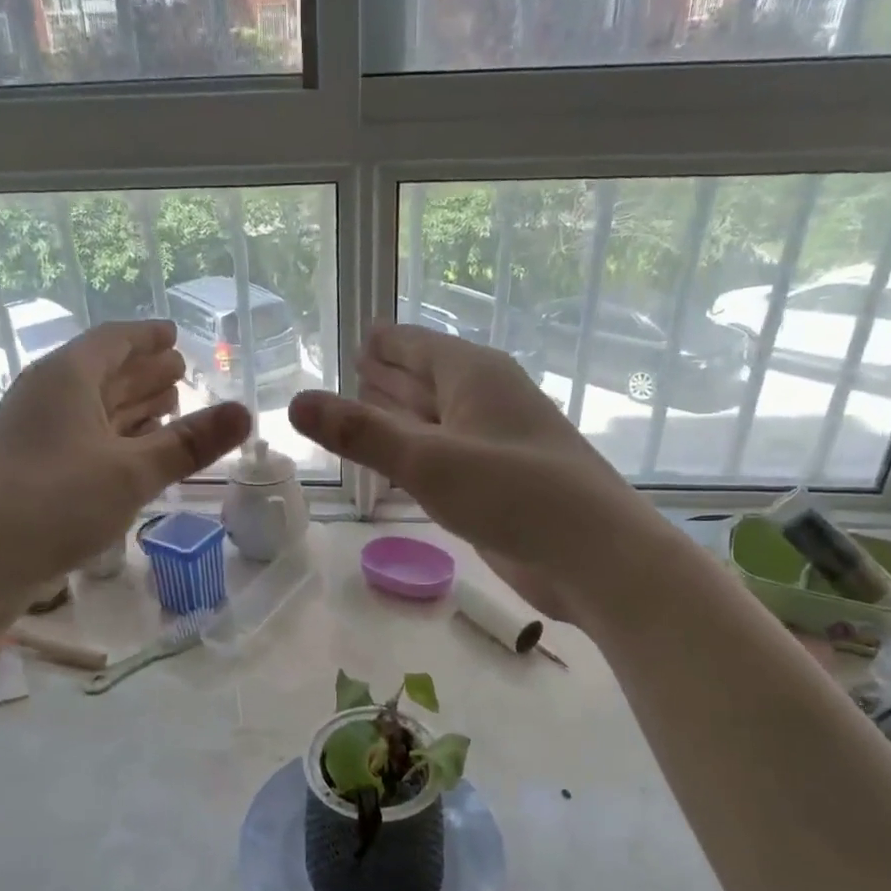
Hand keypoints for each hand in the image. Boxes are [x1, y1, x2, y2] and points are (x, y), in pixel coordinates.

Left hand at [0, 320, 250, 606]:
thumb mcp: (131, 472)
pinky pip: (84, 443)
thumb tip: (245, 411)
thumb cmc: (50, 503)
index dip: (148, 336)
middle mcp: (48, 399)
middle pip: (104, 373)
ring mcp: (36, 438)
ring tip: (167, 406)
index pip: (114, 340)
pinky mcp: (31, 475)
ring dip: (130, 407)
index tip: (175, 336)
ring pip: (93, 411)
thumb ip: (189, 443)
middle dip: (144, 372)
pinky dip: (114, 441)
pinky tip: (133, 456)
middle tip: (182, 371)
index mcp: (67, 378)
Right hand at [290, 325, 641, 623]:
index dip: (384, 340)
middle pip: (426, 376)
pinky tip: (398, 457)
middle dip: (389, 372)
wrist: (594, 557)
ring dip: (401, 411)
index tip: (356, 333)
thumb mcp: (428, 460)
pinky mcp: (496, 481)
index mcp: (474, 374)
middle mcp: (484, 399)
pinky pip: (444, 451)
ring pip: (435, 416)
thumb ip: (361, 432)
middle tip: (350, 364)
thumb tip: (296, 402)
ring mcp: (493, 441)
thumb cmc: (514, 493)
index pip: (416, 345)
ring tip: (361, 403)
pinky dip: (417, 449)